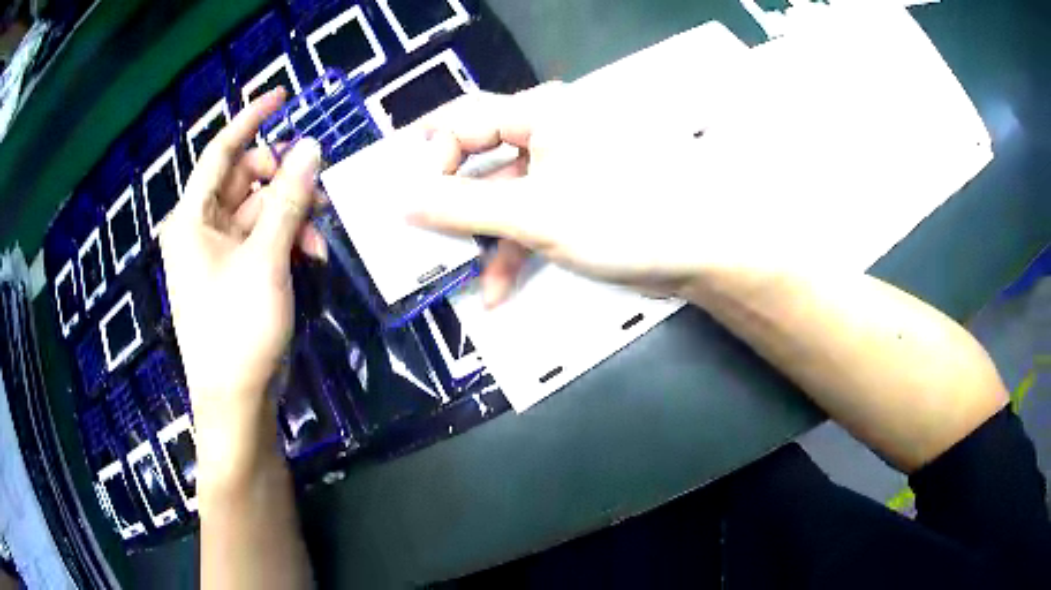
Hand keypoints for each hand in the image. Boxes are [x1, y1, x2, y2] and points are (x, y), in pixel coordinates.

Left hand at [159, 90, 322, 494]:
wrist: (235, 400)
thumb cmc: (238, 329)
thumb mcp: (266, 259)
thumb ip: (289, 200)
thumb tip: (313, 147)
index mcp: (192, 218)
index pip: (221, 152)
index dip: (251, 120)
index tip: (282, 95)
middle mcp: (200, 228)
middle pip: (246, 181)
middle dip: (285, 180)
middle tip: (320, 187)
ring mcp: (217, 252)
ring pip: (260, 211)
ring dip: (293, 216)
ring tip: (321, 236)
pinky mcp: (234, 273)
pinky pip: (263, 238)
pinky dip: (287, 239)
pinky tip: (311, 253)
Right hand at [404, 82, 754, 305]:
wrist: (704, 248)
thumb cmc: (623, 215)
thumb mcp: (532, 214)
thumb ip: (461, 208)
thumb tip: (401, 201)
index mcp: (539, 114)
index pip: (462, 120)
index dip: (430, 159)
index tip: (410, 203)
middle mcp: (548, 131)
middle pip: (479, 156)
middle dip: (449, 198)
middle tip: (421, 232)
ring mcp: (564, 168)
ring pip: (502, 194)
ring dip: (480, 234)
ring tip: (456, 271)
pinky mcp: (578, 201)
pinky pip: (530, 216)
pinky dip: (512, 249)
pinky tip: (497, 287)